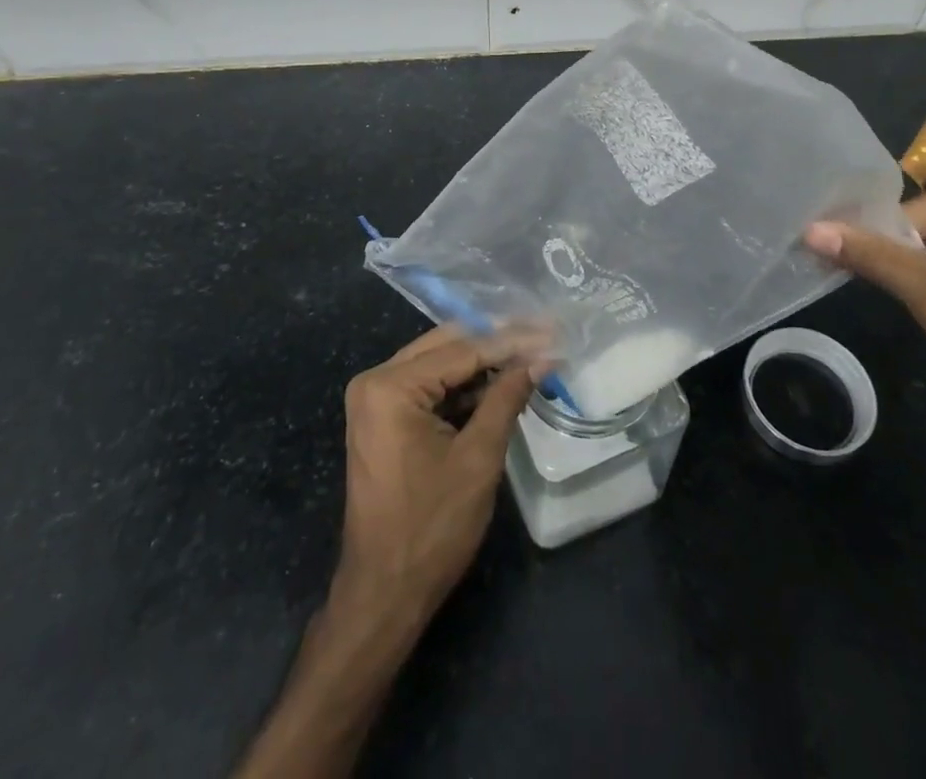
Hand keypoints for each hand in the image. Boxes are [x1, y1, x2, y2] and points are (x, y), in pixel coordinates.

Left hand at [331, 326, 538, 633]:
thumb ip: (506, 397)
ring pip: (439, 363)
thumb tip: (541, 359)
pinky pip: (428, 386)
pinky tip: (500, 383)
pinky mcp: (383, 417)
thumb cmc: (432, 527)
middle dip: (497, 342)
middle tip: (543, 335)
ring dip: (482, 362)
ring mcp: (375, 399)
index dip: (511, 341)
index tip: (551, 331)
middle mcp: (375, 380)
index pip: (462, 349)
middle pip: (447, 346)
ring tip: (530, 355)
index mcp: (390, 386)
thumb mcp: (478, 458)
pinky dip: (463, 386)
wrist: (384, 593)